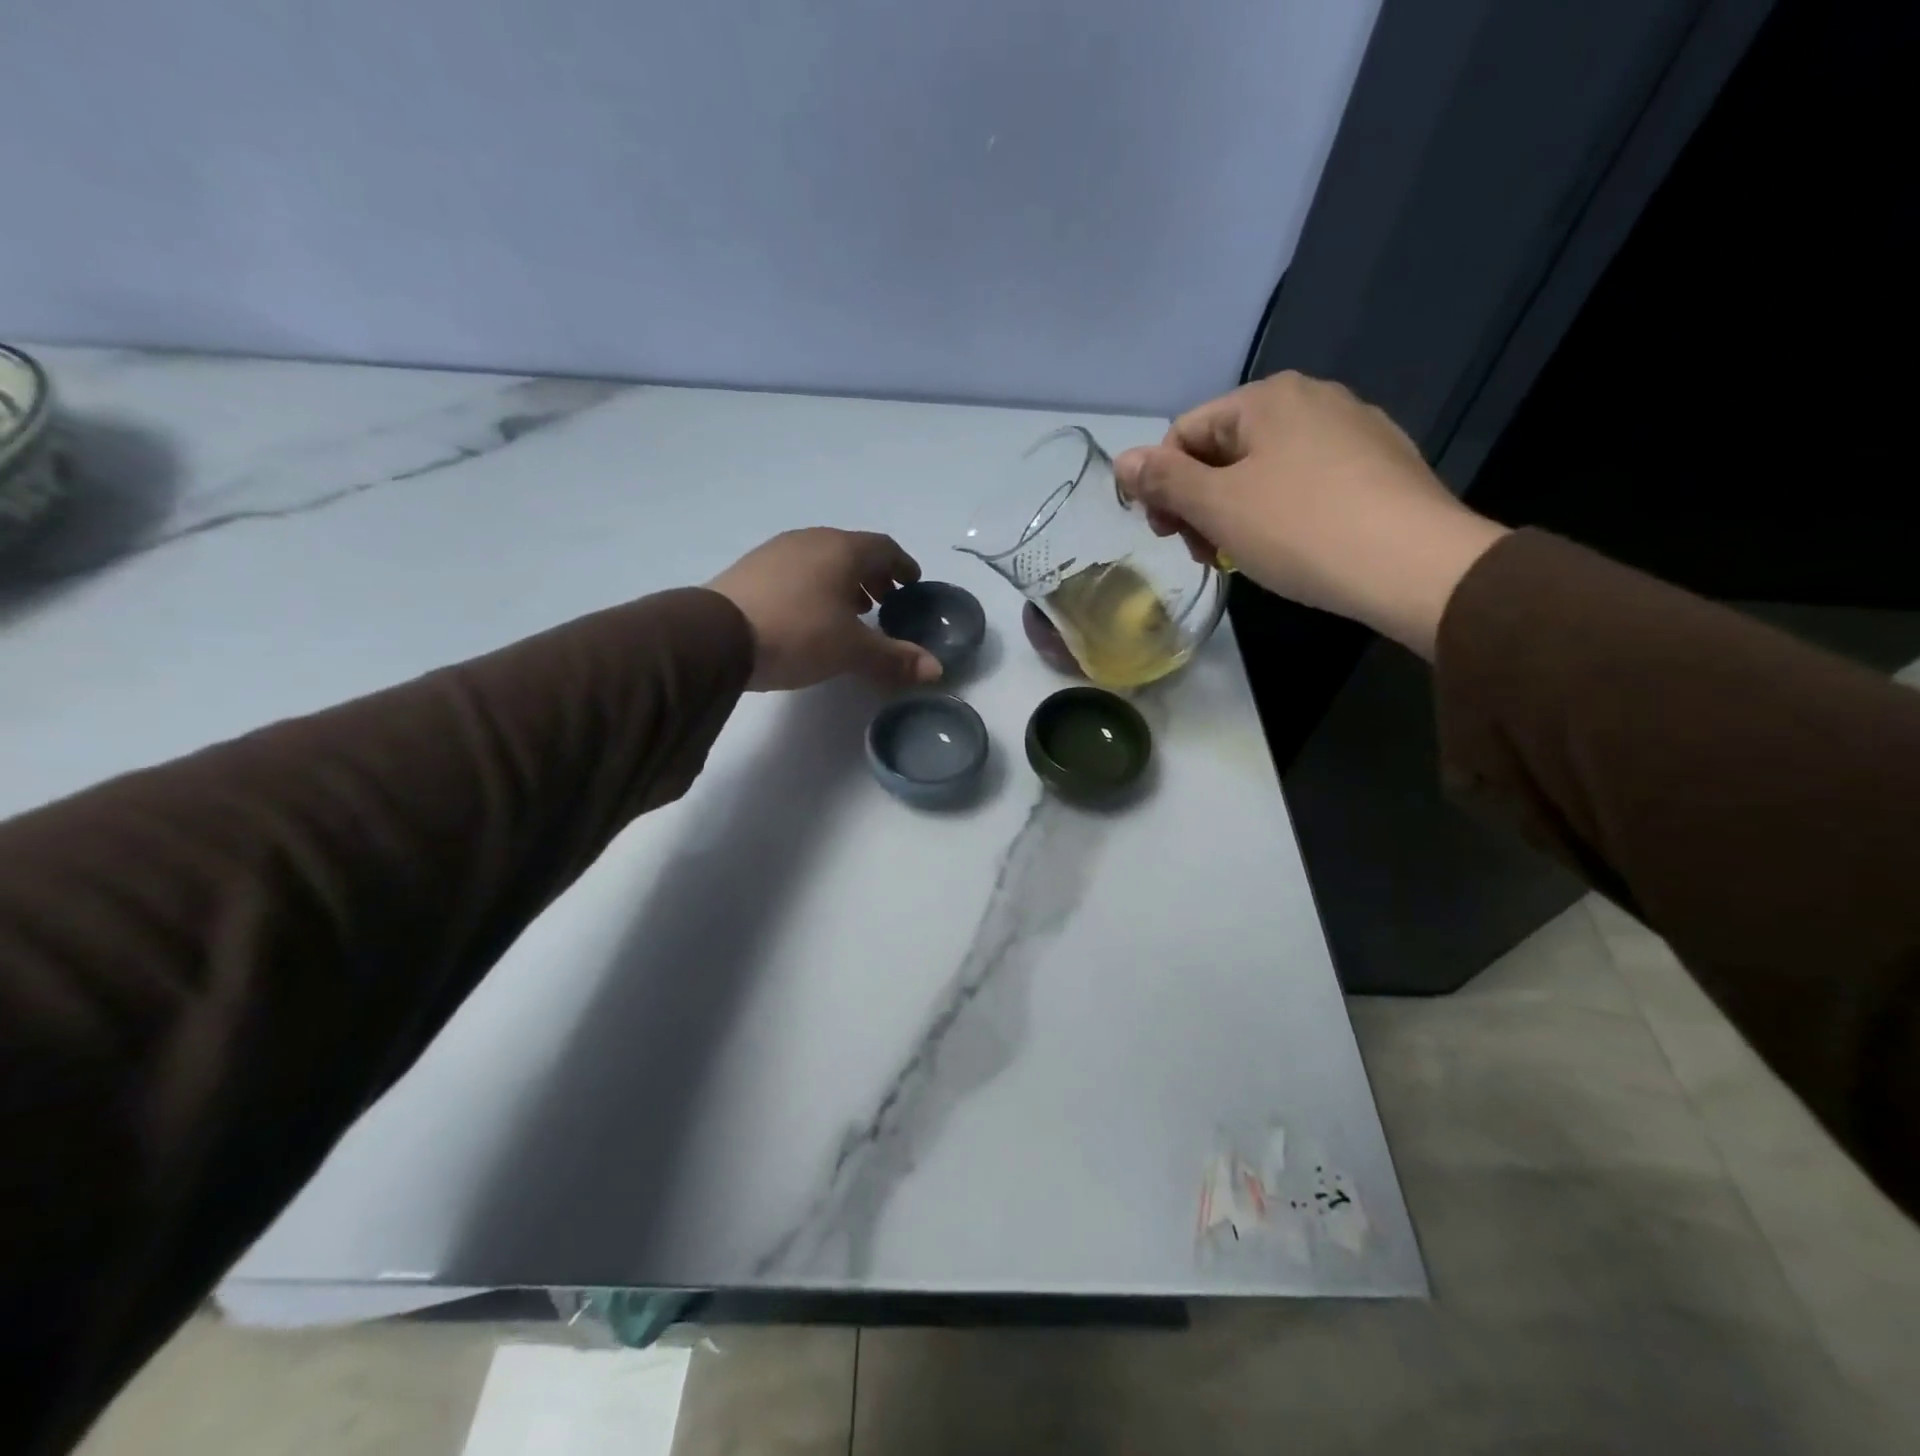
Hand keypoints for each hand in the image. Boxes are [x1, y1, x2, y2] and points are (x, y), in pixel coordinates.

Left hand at [708, 528, 941, 690]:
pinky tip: (810, 615)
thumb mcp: (851, 650)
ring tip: (850, 611)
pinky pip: (796, 571)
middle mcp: (811, 541)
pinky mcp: (751, 569)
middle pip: (852, 551)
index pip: (884, 547)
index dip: (902, 565)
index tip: (912, 584)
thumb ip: (894, 657)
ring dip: (843, 581)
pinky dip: (815, 587)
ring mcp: (777, 551)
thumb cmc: (797, 634)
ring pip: (822, 560)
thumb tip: (936, 670)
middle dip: (873, 575)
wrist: (715, 636)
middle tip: (885, 601)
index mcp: (842, 550)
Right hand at [1113, 372, 1509, 657]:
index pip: (1185, 433)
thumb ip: (1163, 480)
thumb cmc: (1301, 529)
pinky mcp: (1381, 464)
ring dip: (1236, 511)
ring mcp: (1353, 429)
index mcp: (1267, 398)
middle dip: (1200, 501)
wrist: (1415, 566)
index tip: (1167, 535)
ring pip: (1266, 468)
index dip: (1162, 485)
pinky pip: (1307, 481)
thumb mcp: (1217, 506)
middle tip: (1204, 553)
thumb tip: (1122, 460)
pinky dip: (1281, 511)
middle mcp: (1312, 398)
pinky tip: (1291, 547)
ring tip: (1244, 555)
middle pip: (1225, 449)